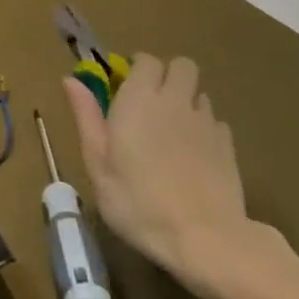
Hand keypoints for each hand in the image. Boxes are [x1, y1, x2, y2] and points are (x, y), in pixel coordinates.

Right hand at [63, 54, 266, 294]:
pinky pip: (215, 122)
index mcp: (139, 100)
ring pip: (199, 93)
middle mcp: (175, 101)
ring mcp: (206, 122)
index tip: (125, 87)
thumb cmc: (137, 202)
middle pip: (181, 66)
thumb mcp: (97, 163)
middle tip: (151, 104)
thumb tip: (70, 80)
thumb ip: (86, 116)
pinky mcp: (228, 146)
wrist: (204, 238)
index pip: (146, 60)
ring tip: (171, 132)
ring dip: (185, 102)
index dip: (137, 68)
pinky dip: (203, 129)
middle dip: (167, 75)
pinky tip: (193, 156)